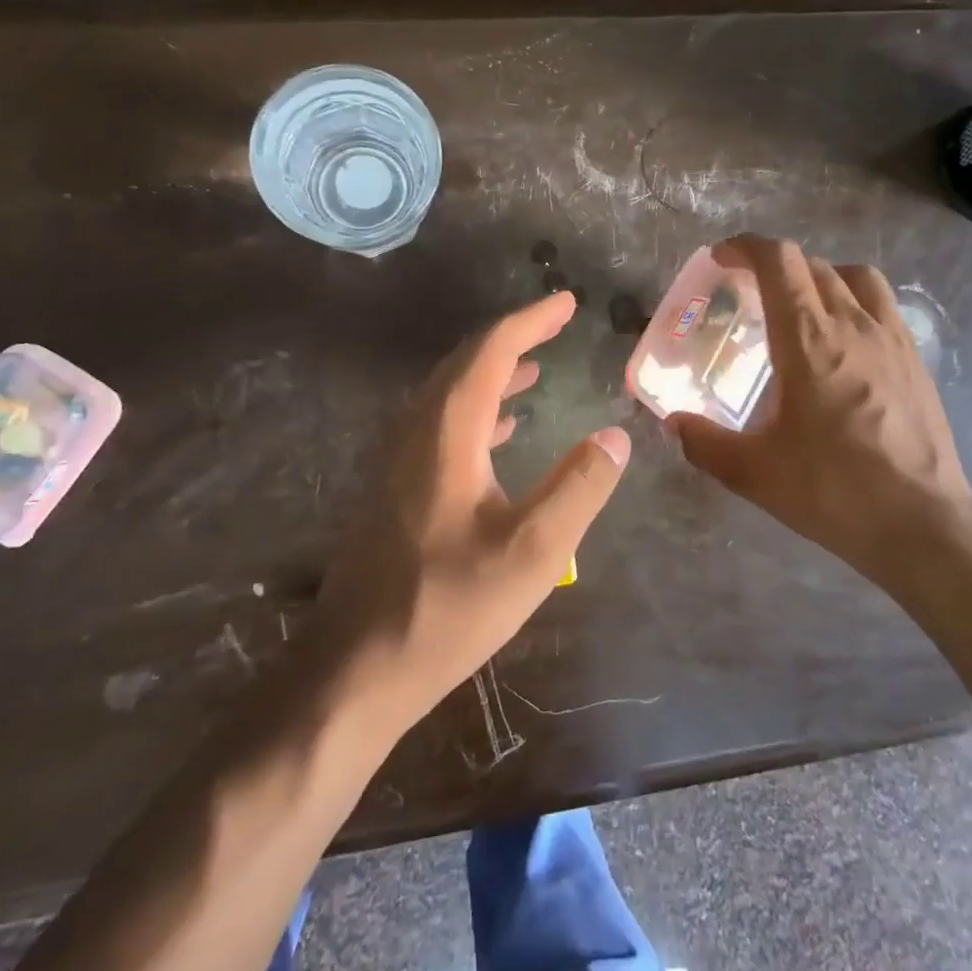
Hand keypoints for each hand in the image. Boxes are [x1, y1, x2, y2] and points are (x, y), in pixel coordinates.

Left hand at [319, 291, 628, 731]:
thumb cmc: (448, 608)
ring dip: (492, 373)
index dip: (530, 322)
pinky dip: (476, 410)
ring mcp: (399, 461)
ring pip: (448, 394)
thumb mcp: (533, 553)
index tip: (566, 303)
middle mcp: (416, 433)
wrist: (356, 667)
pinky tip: (499, 430)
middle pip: (463, 364)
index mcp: (447, 434)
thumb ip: (579, 488)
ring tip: (534, 369)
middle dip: (512, 338)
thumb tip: (615, 435)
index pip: (489, 352)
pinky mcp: (395, 489)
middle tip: (555, 326)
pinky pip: (440, 425)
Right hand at [668, 235, 971, 609]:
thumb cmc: (833, 490)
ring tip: (801, 307)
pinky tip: (844, 343)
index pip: (779, 261)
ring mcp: (892, 339)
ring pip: (855, 276)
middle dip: (774, 266)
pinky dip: (854, 302)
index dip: (745, 247)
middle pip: (812, 265)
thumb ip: (704, 442)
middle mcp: (853, 325)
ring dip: (820, 276)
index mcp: (809, 339)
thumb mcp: (753, 472)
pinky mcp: (915, 361)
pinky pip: (882, 305)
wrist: (922, 524)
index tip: (721, 259)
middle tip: (748, 294)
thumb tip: (674, 423)